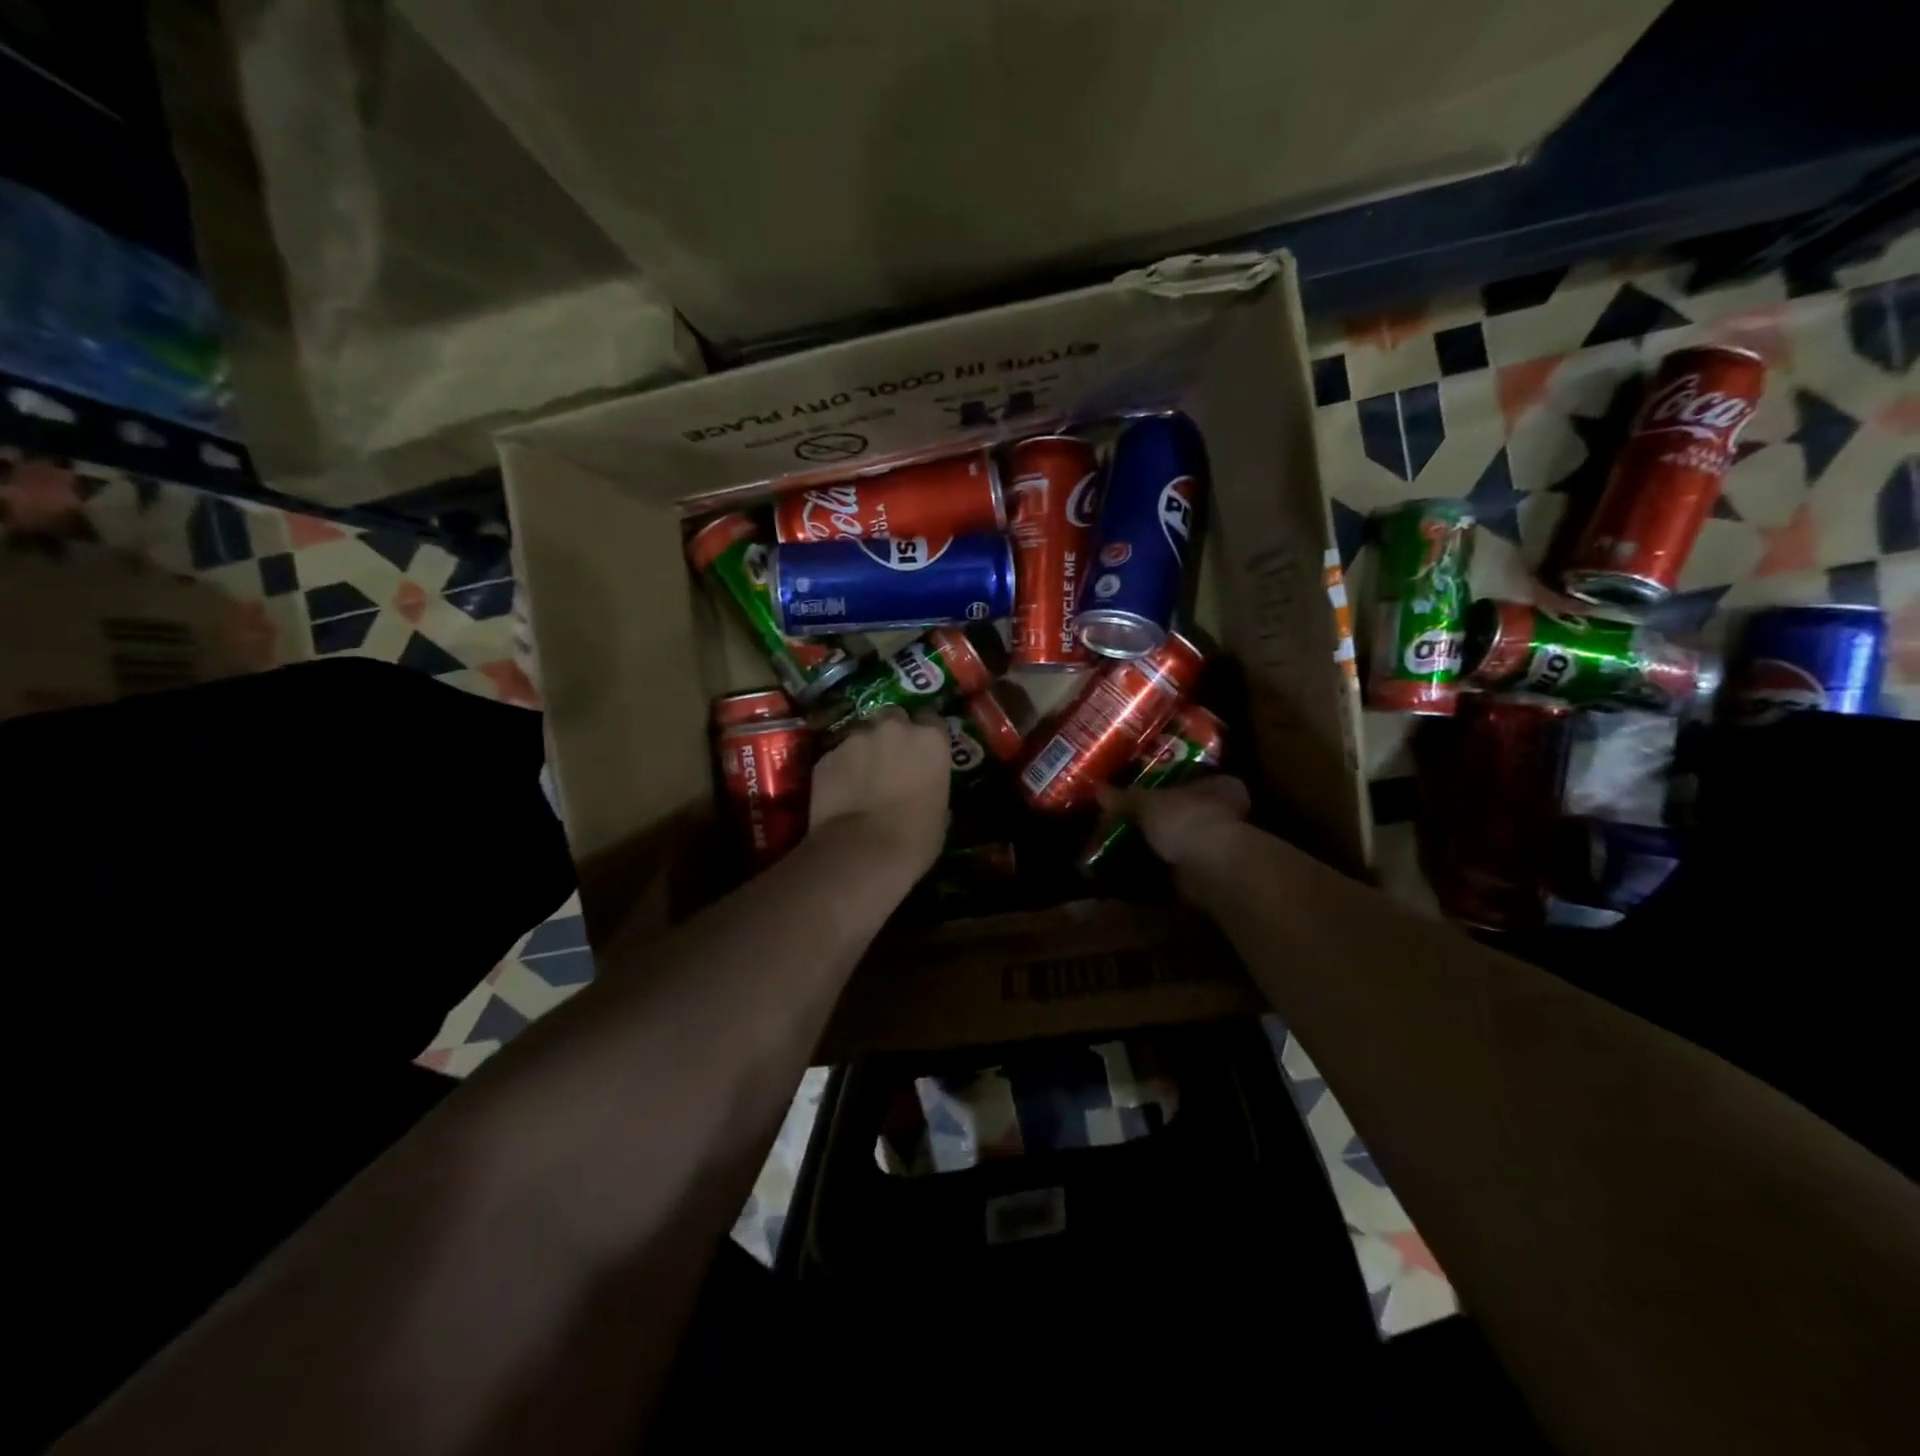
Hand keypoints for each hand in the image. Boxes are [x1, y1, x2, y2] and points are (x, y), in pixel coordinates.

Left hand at [808, 708, 950, 883]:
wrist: (862, 851)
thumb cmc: (915, 838)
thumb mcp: (940, 813)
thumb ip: (933, 787)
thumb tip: (924, 789)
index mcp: (930, 739)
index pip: (932, 719)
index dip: (927, 735)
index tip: (924, 751)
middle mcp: (893, 728)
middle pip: (894, 716)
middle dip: (893, 732)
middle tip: (891, 759)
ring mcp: (855, 738)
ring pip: (861, 734)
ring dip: (864, 749)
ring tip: (862, 777)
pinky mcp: (826, 756)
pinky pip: (837, 755)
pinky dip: (841, 767)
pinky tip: (841, 790)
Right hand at [1099, 775, 1250, 867]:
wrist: (1208, 870)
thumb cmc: (1185, 819)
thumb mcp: (1146, 802)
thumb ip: (1124, 797)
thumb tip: (1098, 789)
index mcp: (1220, 786)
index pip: (1197, 778)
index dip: (1170, 783)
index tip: (1145, 789)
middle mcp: (1226, 813)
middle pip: (1185, 812)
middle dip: (1158, 819)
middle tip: (1126, 819)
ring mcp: (1218, 847)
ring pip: (1180, 842)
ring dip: (1155, 847)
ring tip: (1121, 847)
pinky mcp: (1207, 875)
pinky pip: (1173, 869)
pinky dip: (1153, 871)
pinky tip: (1129, 871)